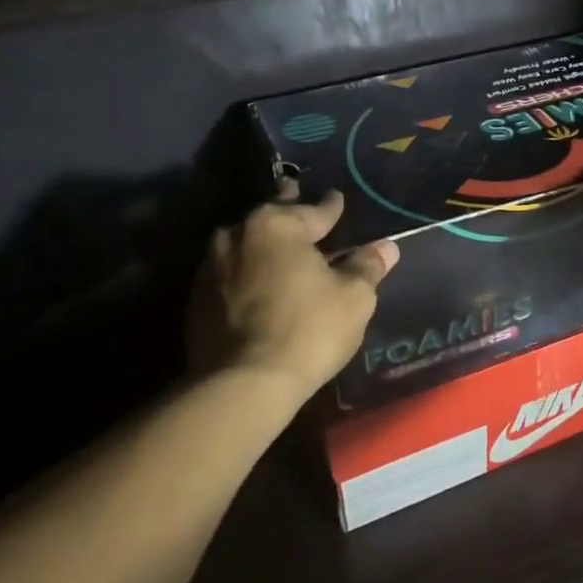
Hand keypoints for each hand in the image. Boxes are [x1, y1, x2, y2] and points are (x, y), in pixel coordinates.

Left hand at [186, 180, 398, 408]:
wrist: (242, 385)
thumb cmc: (307, 330)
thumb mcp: (353, 297)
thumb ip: (367, 266)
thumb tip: (386, 247)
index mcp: (276, 225)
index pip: (312, 209)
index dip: (330, 207)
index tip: (337, 199)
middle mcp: (237, 235)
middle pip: (272, 219)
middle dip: (288, 212)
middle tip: (298, 197)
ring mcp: (210, 268)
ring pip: (246, 245)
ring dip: (265, 245)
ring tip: (281, 248)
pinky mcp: (195, 300)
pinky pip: (231, 274)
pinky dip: (248, 274)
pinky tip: (260, 284)